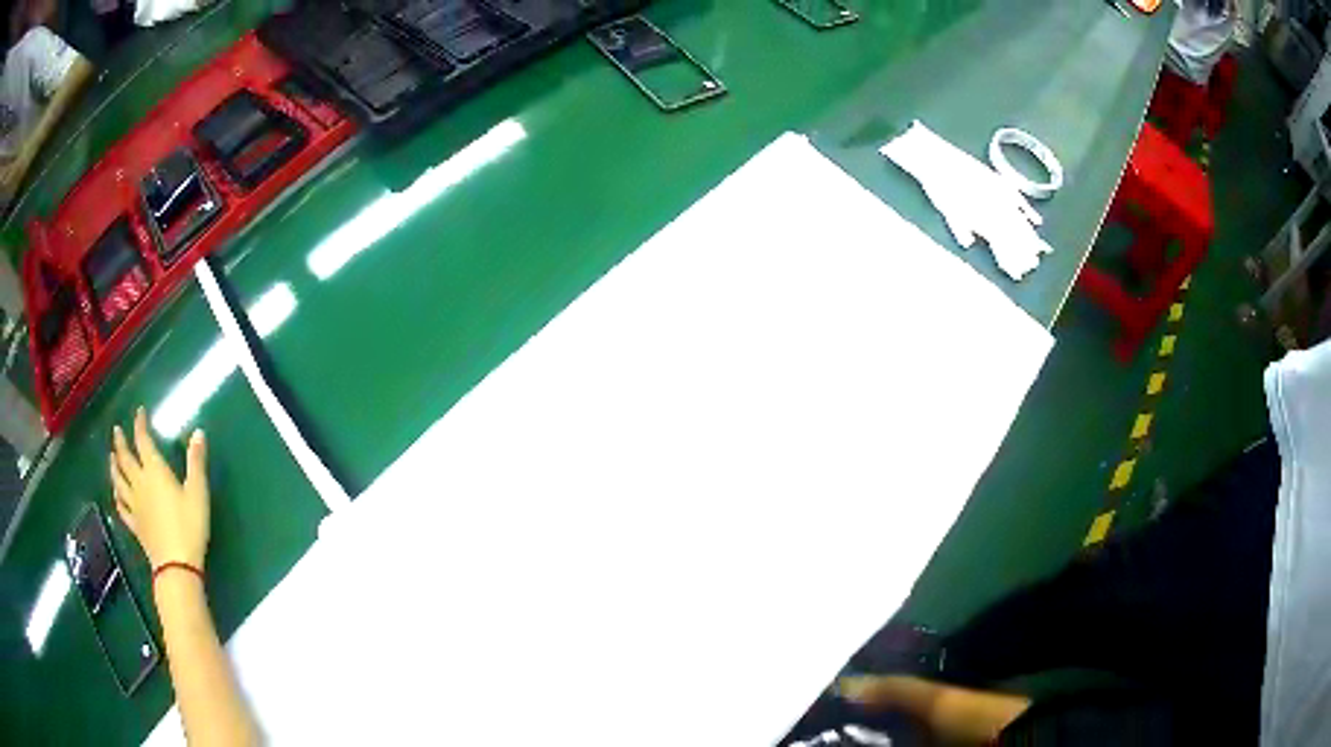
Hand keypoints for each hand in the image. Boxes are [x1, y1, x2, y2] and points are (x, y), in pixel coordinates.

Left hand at [110, 407, 210, 569]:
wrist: (176, 565)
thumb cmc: (189, 526)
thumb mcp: (198, 493)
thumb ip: (196, 463)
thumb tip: (198, 433)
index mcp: (155, 472)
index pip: (143, 441)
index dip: (140, 425)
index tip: (139, 413)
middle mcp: (140, 484)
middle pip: (125, 459)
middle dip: (120, 443)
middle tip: (116, 431)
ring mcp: (135, 506)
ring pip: (119, 481)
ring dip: (114, 466)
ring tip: (111, 457)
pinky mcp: (135, 525)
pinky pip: (122, 507)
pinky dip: (117, 496)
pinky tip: (116, 494)